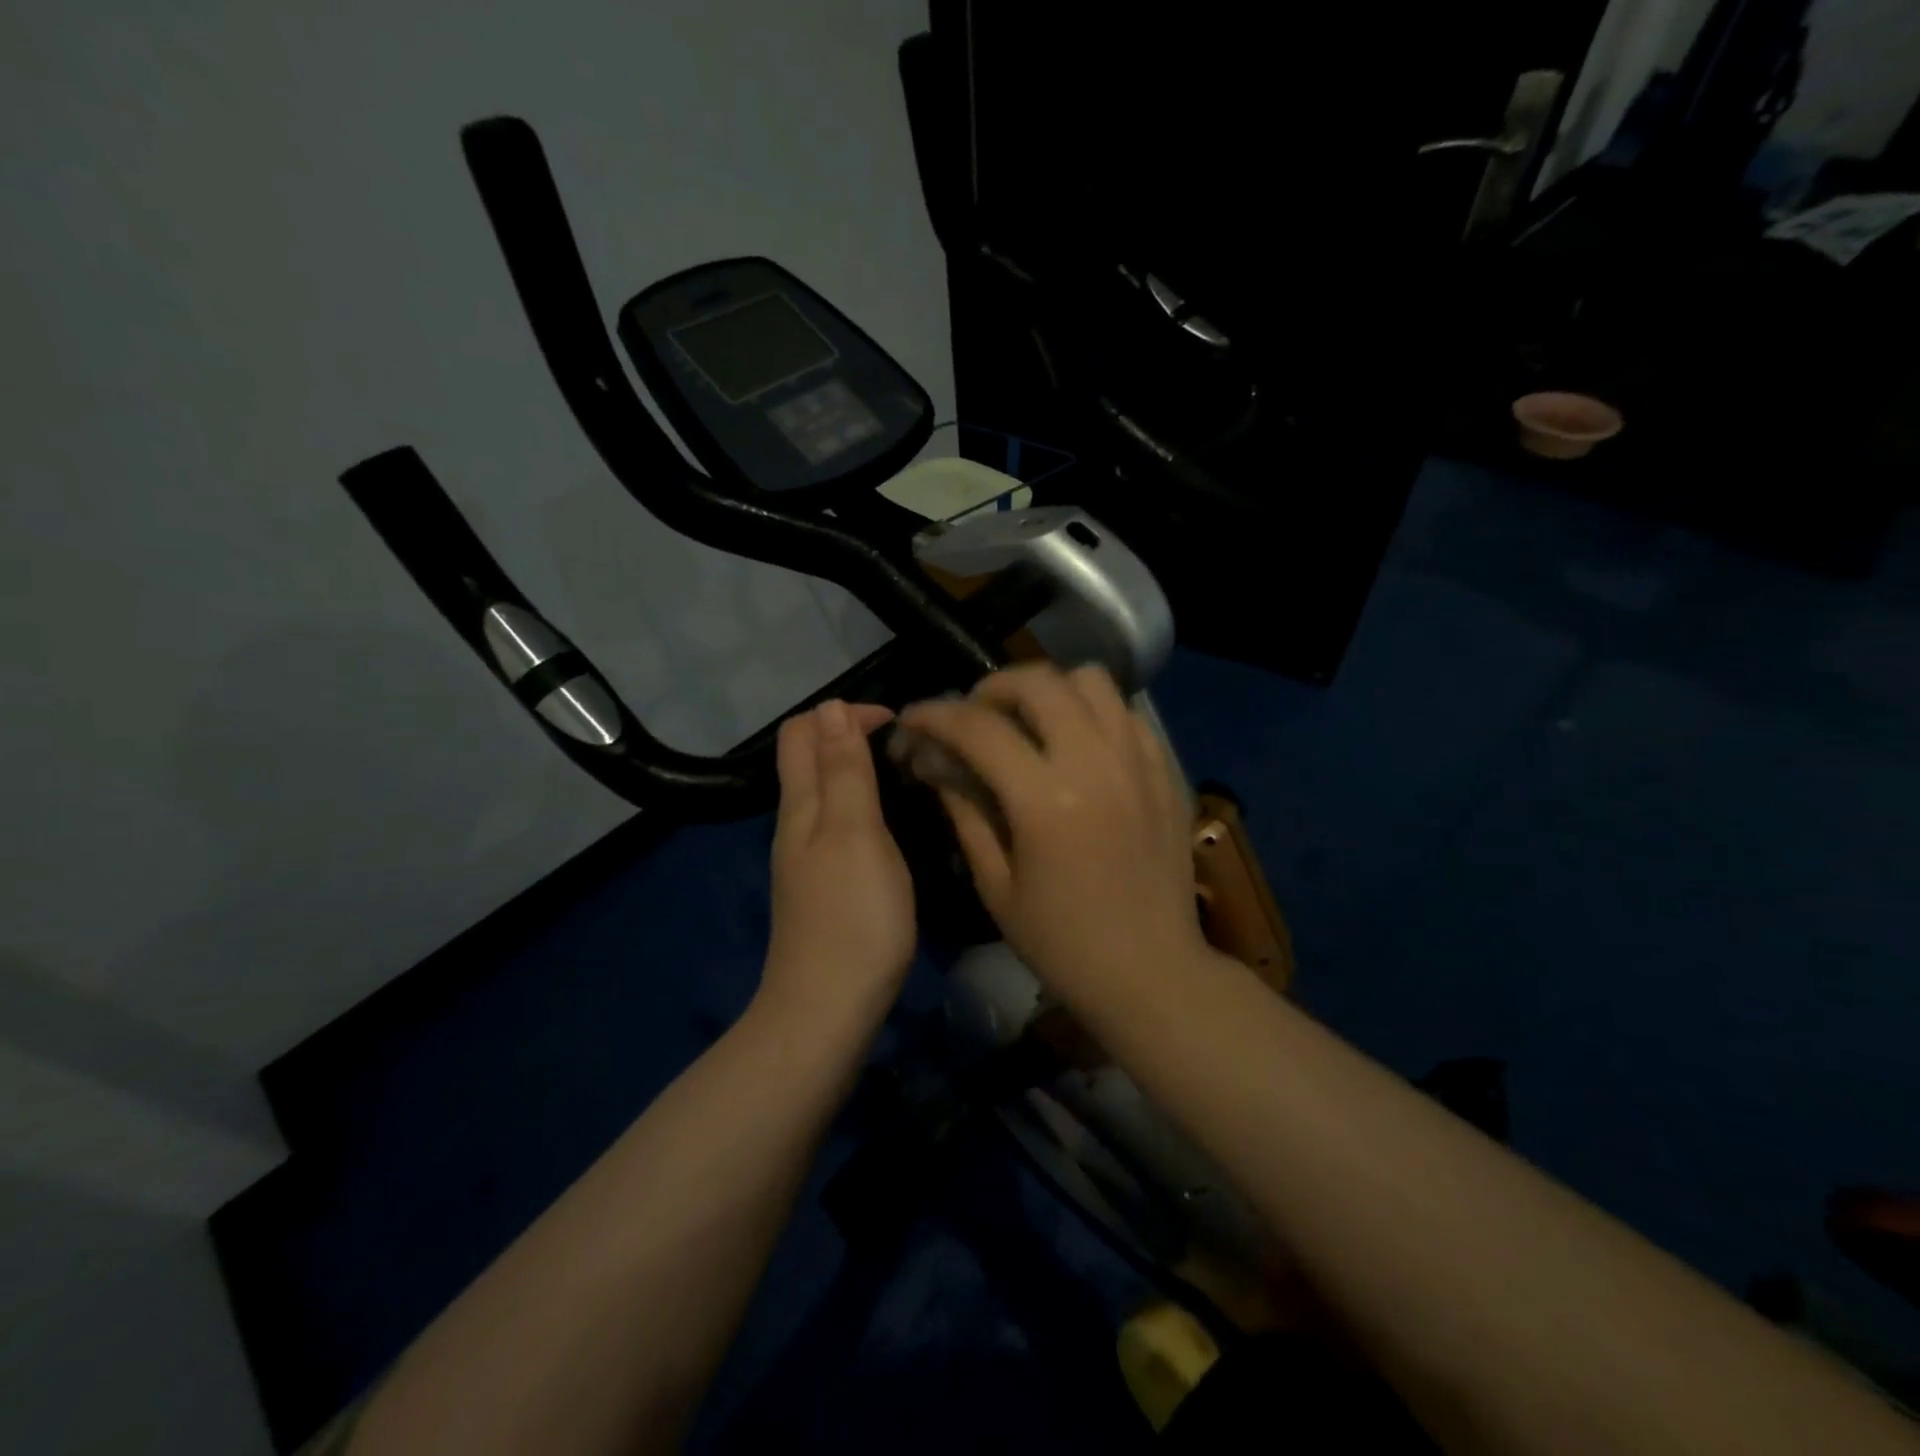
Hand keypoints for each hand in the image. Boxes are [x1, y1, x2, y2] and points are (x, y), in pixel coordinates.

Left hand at [759, 700, 915, 1033]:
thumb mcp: (854, 832)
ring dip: (859, 771)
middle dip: (850, 736)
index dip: (844, 713)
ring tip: (908, 778)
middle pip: (809, 760)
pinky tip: (894, 827)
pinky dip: (864, 808)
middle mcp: (797, 825)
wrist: (828, 1009)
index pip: (802, 732)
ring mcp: (807, 859)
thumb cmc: (851, 915)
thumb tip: (831, 707)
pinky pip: (839, 827)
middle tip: (907, 747)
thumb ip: (844, 771)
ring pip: (826, 794)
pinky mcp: (825, 888)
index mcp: (801, 805)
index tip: (897, 723)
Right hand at [897, 664, 1208, 998]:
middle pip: (1038, 682)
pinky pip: (1126, 712)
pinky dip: (1093, 712)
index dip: (935, 714)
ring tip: (1030, 721)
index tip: (914, 716)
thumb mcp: (996, 886)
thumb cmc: (1062, 943)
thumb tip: (936, 763)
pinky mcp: (1166, 770)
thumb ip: (965, 813)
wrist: (1151, 971)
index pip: (979, 727)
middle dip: (992, 687)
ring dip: (1049, 689)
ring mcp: (1138, 761)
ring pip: (1090, 680)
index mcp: (1046, 800)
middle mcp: (1096, 763)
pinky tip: (1077, 744)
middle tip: (974, 715)